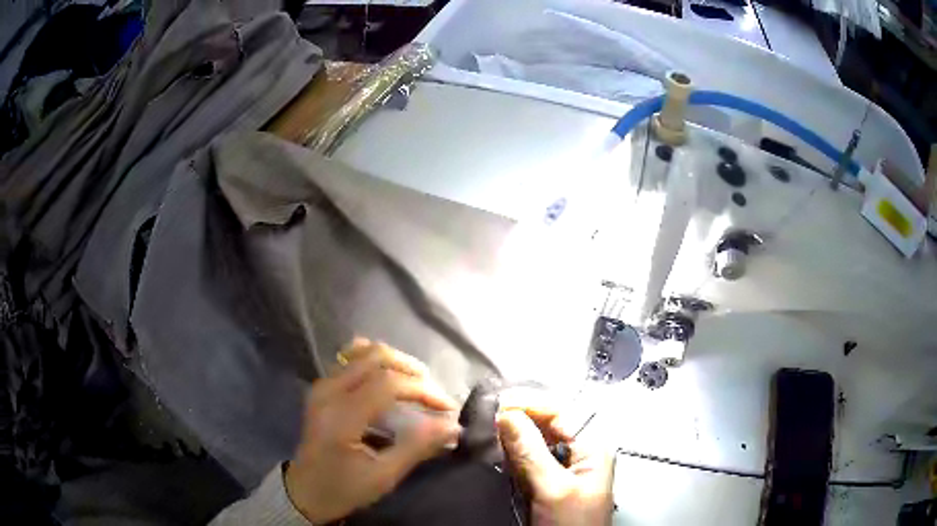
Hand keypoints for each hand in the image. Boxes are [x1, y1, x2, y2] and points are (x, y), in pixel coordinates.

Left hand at [285, 338, 460, 523]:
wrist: (305, 491)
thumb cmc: (344, 489)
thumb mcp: (383, 476)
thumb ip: (417, 447)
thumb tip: (452, 425)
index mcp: (341, 416)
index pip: (388, 384)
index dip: (423, 391)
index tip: (448, 408)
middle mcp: (328, 391)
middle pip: (376, 357)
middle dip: (412, 371)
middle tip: (433, 395)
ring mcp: (322, 385)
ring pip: (363, 351)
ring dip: (396, 362)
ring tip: (416, 384)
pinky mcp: (322, 387)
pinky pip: (350, 358)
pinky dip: (375, 360)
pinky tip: (389, 376)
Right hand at [497, 392, 615, 525]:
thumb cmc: (572, 525)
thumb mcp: (554, 489)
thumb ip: (531, 452)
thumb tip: (508, 415)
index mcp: (592, 448)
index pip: (560, 413)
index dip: (530, 405)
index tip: (498, 405)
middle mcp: (578, 454)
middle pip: (547, 426)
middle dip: (519, 419)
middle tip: (488, 416)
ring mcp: (561, 471)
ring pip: (534, 443)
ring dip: (512, 436)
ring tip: (488, 430)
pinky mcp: (546, 485)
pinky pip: (527, 461)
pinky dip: (511, 455)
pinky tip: (496, 453)